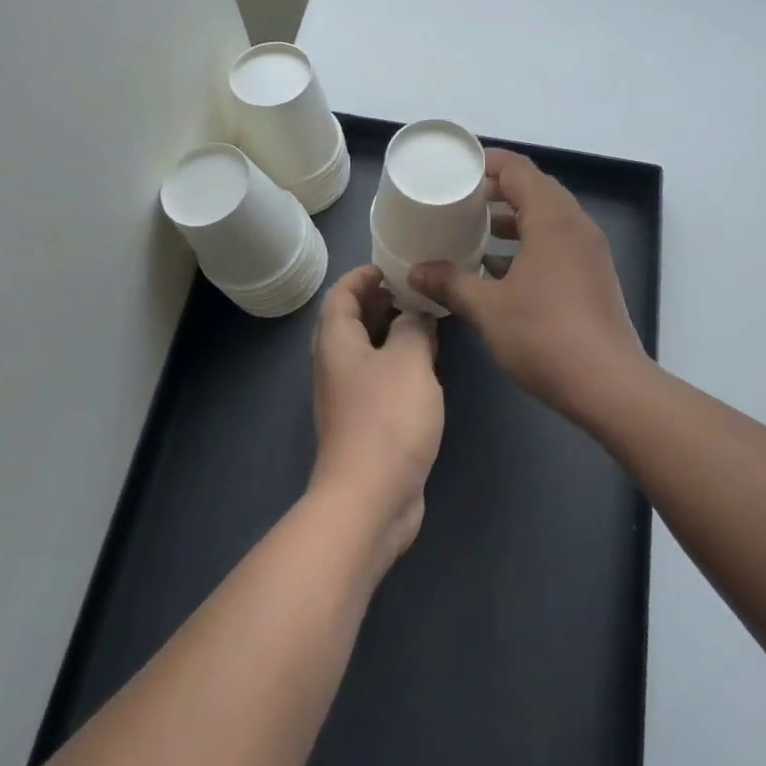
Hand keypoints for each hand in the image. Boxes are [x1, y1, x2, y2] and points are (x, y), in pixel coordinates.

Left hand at [309, 266, 443, 565]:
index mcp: (336, 340)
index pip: (342, 293)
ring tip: (429, 322)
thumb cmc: (387, 418)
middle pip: (352, 320)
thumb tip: (414, 315)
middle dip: (382, 302)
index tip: (394, 266)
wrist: (370, 498)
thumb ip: (414, 327)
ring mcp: (348, 396)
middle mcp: (336, 364)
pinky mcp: (365, 422)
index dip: (364, 275)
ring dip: (394, 333)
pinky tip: (428, 366)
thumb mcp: (409, 360)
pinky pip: (380, 378)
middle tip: (418, 292)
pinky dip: (399, 363)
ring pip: (369, 350)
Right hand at [410, 149, 645, 421]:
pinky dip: (527, 244)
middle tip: (459, 199)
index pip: (518, 169)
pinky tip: (498, 269)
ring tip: (473, 230)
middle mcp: (575, 225)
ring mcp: (588, 251)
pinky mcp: (592, 276)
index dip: (487, 162)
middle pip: (534, 189)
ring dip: (512, 219)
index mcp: (552, 219)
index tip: (456, 169)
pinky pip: (556, 242)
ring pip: (546, 218)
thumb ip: (450, 282)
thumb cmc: (545, 336)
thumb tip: (415, 270)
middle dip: (496, 190)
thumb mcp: (487, 308)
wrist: (608, 386)